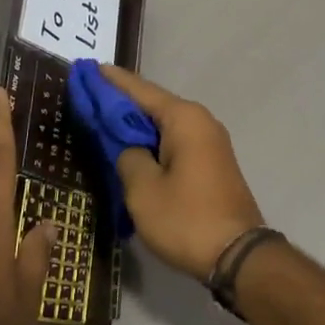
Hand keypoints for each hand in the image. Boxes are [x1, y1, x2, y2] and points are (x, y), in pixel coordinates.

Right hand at [99, 66, 263, 279]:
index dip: (110, 81)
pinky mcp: (211, 164)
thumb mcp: (143, 190)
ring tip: (102, 119)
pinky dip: (151, 141)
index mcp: (184, 118)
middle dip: (121, 101)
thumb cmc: (187, 219)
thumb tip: (130, 149)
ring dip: (136, 124)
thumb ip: (128, 158)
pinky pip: (174, 141)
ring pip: (164, 125)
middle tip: (87, 95)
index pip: (140, 90)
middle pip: (153, 104)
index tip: (86, 69)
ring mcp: (210, 143)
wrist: (238, 255)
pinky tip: (131, 147)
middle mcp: (201, 121)